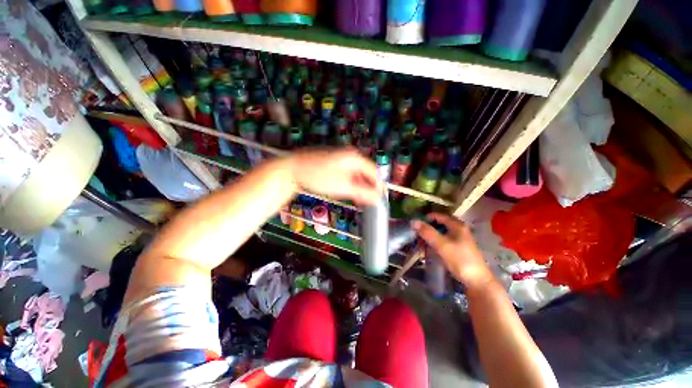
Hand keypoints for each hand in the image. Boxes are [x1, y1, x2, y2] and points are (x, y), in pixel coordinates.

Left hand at [287, 148, 381, 205]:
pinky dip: (350, 183)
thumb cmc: (318, 176)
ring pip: (356, 174)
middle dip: (368, 187)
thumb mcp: (342, 186)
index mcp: (354, 157)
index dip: (379, 186)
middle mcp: (350, 155)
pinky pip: (347, 173)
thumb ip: (362, 193)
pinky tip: (348, 192)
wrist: (292, 169)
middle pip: (365, 173)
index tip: (380, 199)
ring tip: (358, 200)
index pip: (374, 172)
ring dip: (359, 187)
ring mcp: (341, 158)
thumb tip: (377, 198)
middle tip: (368, 202)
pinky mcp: (333, 163)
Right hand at [413, 213, 494, 290]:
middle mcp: (459, 229)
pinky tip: (429, 248)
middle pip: (439, 224)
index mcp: (457, 225)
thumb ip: (428, 232)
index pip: (438, 215)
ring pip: (441, 233)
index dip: (426, 218)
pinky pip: (443, 241)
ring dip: (430, 236)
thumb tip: (413, 221)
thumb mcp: (442, 245)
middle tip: (416, 233)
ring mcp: (460, 239)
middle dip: (427, 228)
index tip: (415, 224)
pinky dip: (435, 242)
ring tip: (420, 242)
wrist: (477, 281)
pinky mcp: (458, 249)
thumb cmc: (460, 260)